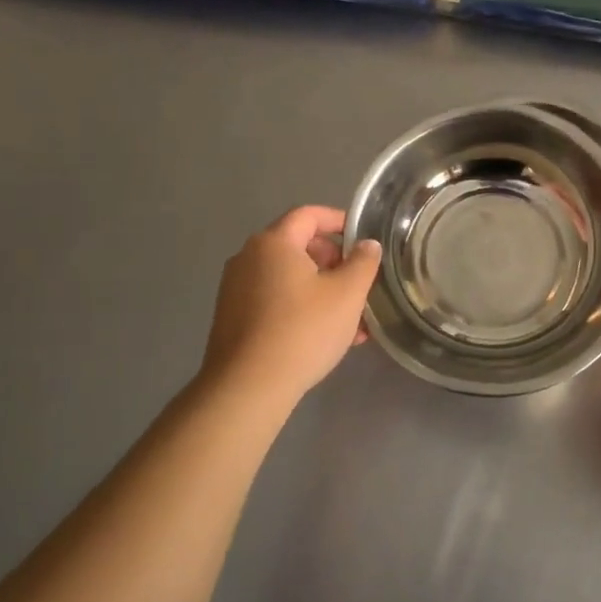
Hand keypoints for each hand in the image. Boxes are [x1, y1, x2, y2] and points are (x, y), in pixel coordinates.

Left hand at [202, 206, 382, 402]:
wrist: (248, 387)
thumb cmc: (303, 330)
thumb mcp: (347, 294)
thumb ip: (363, 262)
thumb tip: (367, 245)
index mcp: (274, 243)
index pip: (309, 215)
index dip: (339, 220)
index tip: (364, 237)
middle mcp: (249, 258)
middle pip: (299, 246)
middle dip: (334, 262)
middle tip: (360, 283)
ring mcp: (236, 289)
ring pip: (290, 278)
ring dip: (323, 290)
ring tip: (353, 319)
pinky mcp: (233, 318)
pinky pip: (276, 301)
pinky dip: (302, 308)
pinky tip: (327, 337)